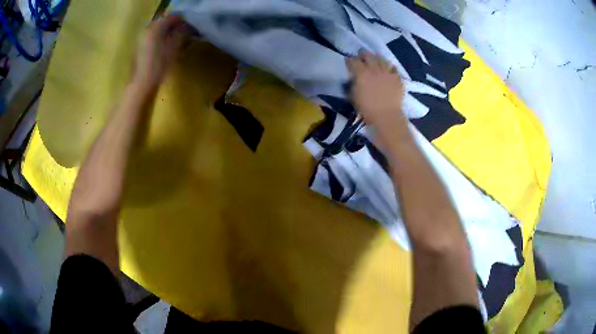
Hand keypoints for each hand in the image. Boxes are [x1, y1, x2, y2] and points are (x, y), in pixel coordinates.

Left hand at [132, 15, 192, 91]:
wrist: (141, 84)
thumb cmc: (159, 66)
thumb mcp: (174, 48)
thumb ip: (180, 33)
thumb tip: (186, 26)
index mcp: (155, 28)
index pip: (171, 17)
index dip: (181, 20)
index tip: (189, 25)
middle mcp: (146, 30)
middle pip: (162, 22)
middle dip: (173, 26)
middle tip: (183, 32)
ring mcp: (141, 39)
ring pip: (156, 30)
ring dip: (166, 32)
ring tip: (174, 39)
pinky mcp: (138, 48)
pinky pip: (151, 37)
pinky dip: (159, 38)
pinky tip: (164, 47)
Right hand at [346, 51, 408, 141]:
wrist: (387, 117)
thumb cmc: (367, 109)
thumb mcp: (354, 95)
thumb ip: (354, 83)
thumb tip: (355, 77)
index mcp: (362, 73)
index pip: (353, 61)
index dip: (350, 60)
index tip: (348, 61)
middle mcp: (374, 69)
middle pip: (368, 56)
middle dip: (363, 54)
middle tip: (361, 55)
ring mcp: (387, 73)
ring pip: (382, 59)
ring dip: (376, 57)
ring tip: (375, 59)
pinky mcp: (397, 78)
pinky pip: (393, 68)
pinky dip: (389, 66)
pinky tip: (387, 68)